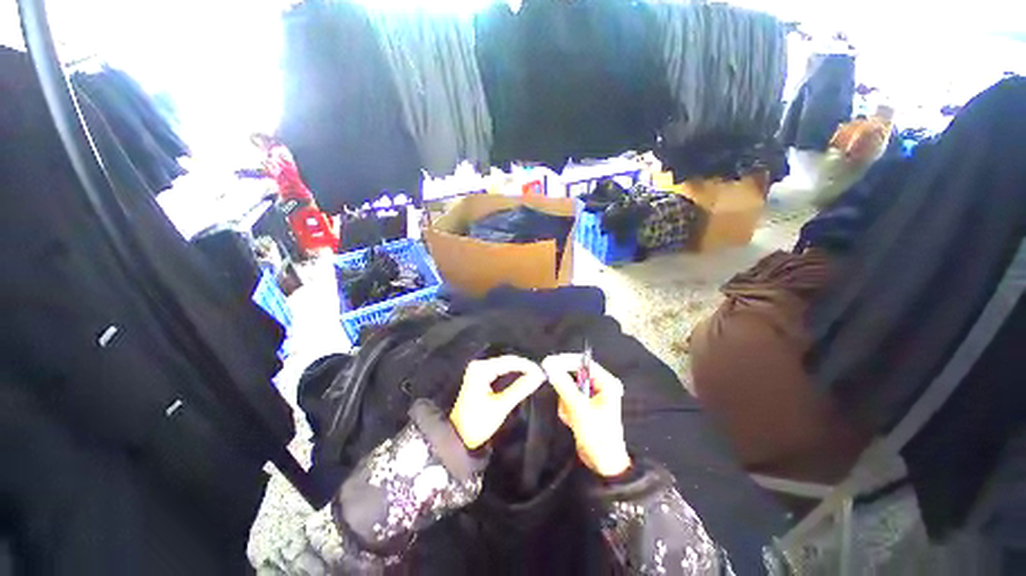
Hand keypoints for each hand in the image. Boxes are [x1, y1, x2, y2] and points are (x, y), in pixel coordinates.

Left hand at [450, 356, 546, 449]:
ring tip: (535, 375)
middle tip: (540, 374)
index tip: (542, 372)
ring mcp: (478, 370)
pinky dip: (511, 374)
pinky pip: (499, 370)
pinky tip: (522, 377)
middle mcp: (478, 365)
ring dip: (519, 370)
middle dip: (524, 367)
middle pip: (506, 361)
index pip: (509, 361)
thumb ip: (521, 388)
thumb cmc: (478, 423)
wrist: (459, 437)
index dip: (527, 365)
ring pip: (503, 365)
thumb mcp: (501, 406)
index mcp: (481, 369)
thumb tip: (539, 375)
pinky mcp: (479, 376)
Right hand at [543, 354, 631, 477]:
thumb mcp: (579, 408)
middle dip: (566, 390)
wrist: (603, 463)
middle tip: (562, 400)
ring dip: (566, 402)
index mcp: (606, 382)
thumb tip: (549, 364)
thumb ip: (563, 385)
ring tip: (571, 417)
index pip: (583, 362)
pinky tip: (572, 421)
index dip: (565, 361)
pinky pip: (569, 398)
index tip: (548, 363)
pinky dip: (567, 408)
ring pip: (569, 388)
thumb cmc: (597, 434)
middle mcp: (600, 386)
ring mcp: (592, 396)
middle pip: (575, 375)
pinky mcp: (585, 405)